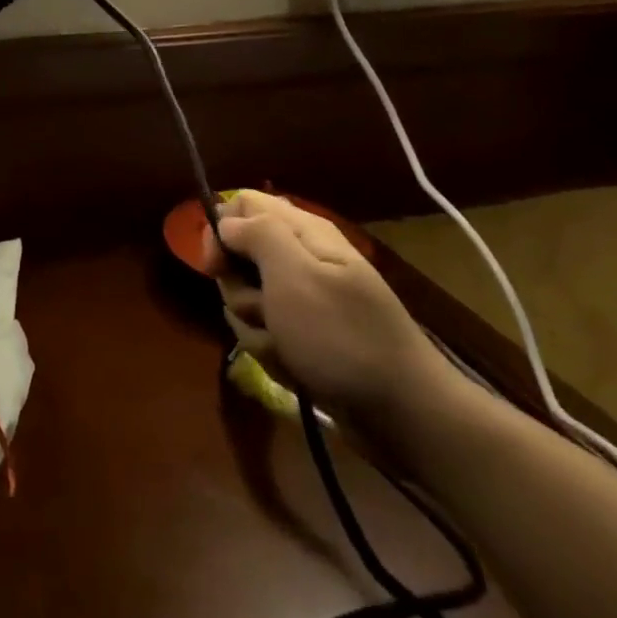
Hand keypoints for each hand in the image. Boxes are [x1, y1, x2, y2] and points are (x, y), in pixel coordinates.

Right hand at [202, 190, 450, 426]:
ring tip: (286, 347)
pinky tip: (294, 367)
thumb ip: (257, 234)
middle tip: (264, 312)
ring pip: (247, 300)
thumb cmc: (343, 336)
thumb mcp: (295, 275)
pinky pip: (266, 333)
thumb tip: (226, 221)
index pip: (243, 204)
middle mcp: (301, 259)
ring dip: (256, 327)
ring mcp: (303, 301)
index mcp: (304, 232)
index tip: (215, 266)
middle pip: (239, 257)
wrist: (402, 412)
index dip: (220, 229)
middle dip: (240, 290)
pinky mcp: (304, 336)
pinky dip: (273, 352)